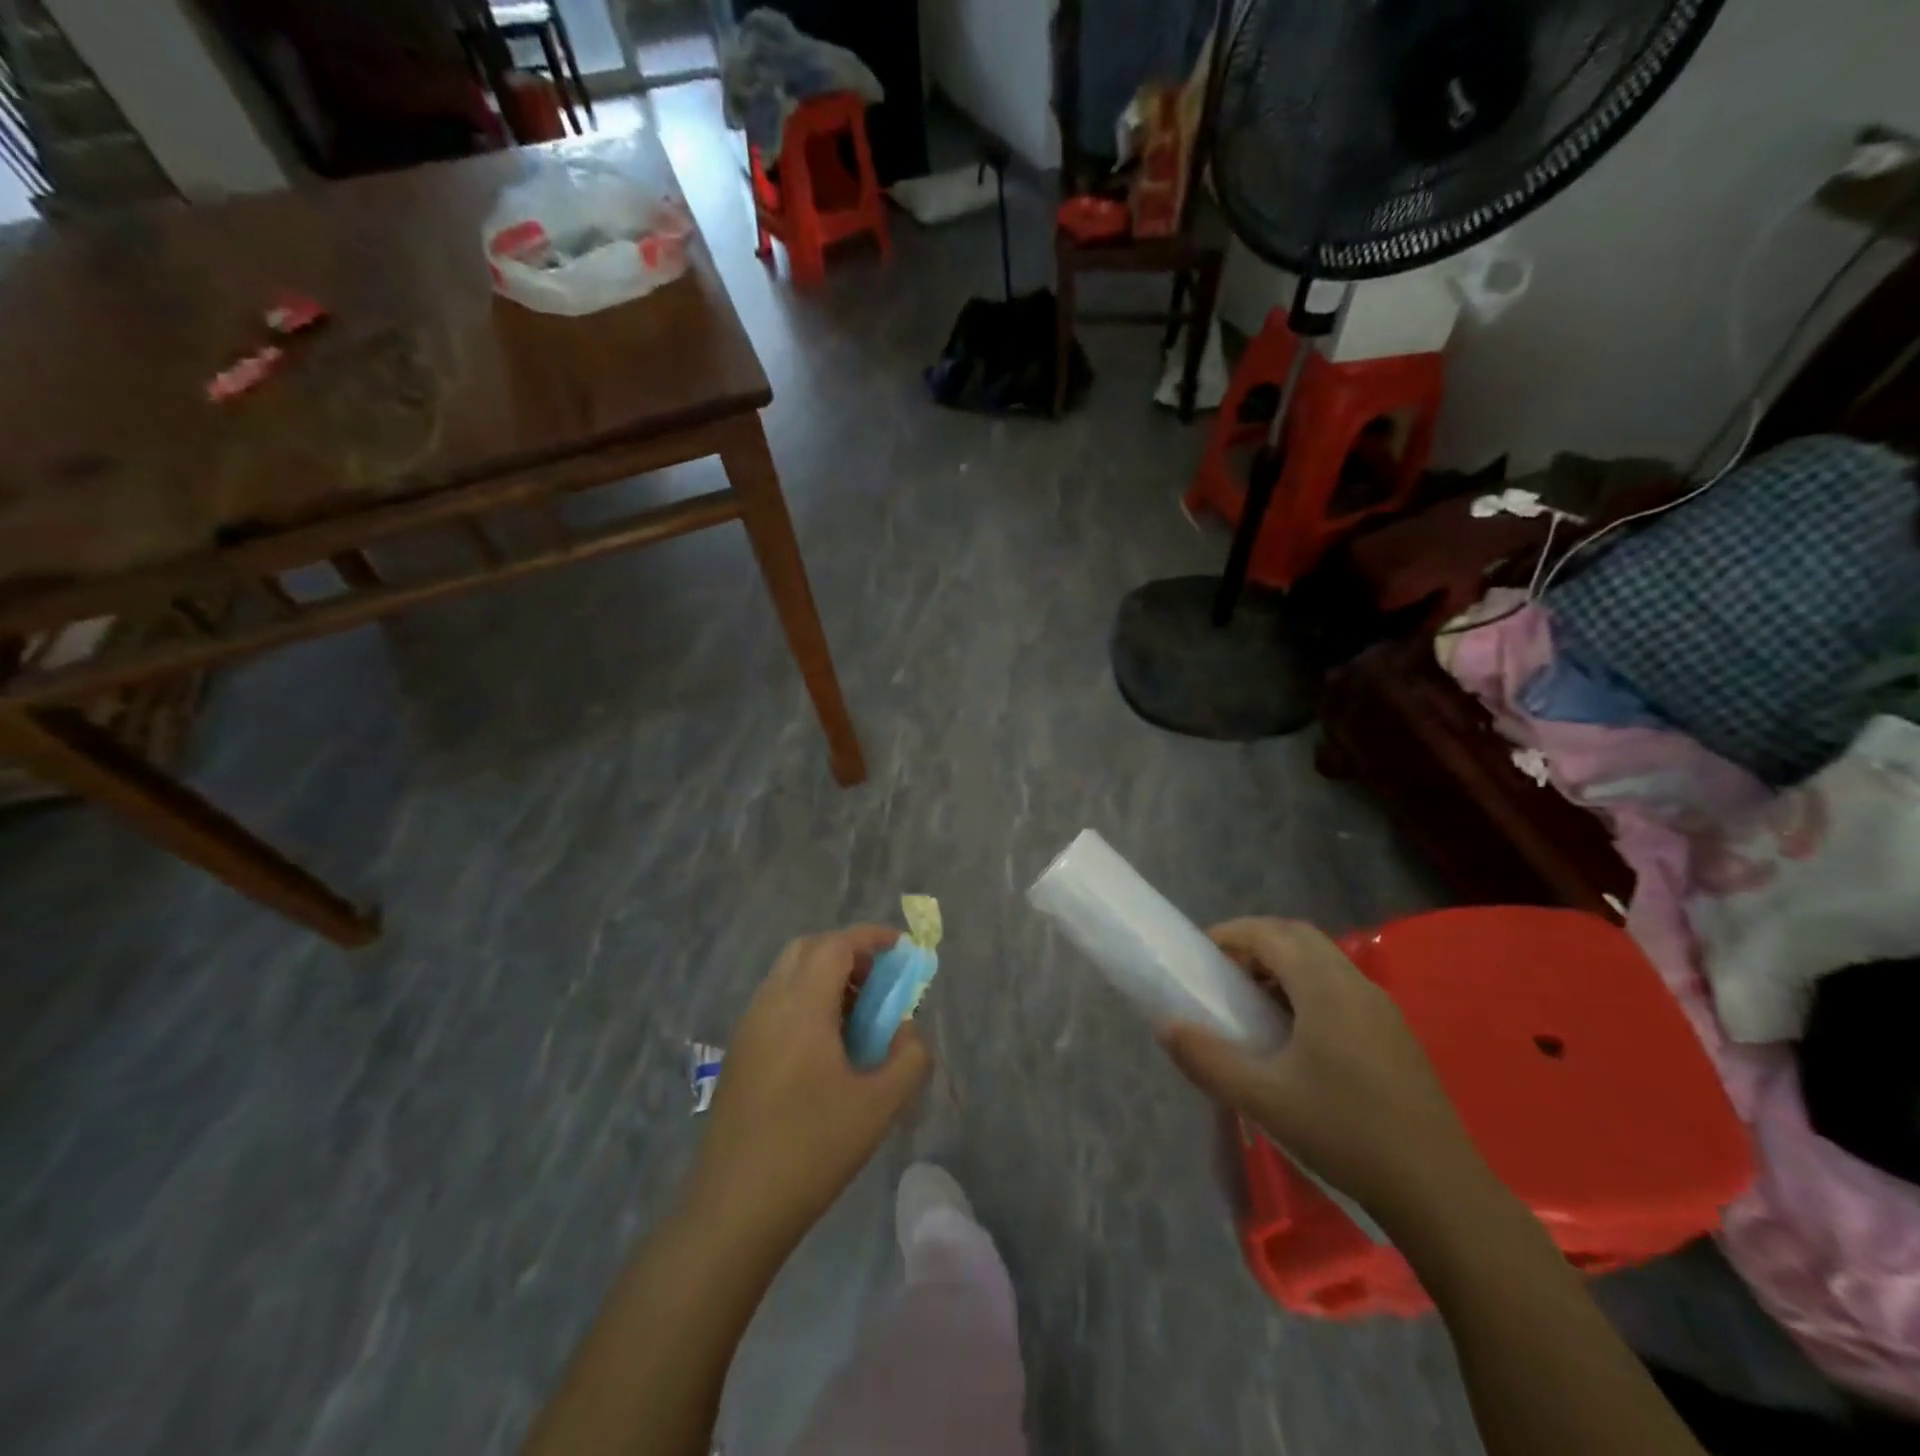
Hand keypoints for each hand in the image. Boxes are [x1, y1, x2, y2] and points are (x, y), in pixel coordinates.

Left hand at [683, 926, 931, 1249]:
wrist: (733, 1209)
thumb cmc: (811, 1148)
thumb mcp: (879, 1105)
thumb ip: (909, 1057)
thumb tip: (908, 1032)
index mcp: (801, 1005)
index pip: (836, 945)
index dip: (871, 937)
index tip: (902, 948)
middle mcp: (769, 1004)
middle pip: (808, 950)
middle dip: (847, 952)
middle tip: (880, 982)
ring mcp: (748, 1029)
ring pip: (789, 976)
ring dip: (825, 978)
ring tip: (859, 1017)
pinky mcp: (740, 1055)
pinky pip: (777, 1004)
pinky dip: (807, 1001)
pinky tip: (827, 1047)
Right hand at [1160, 918, 1485, 1223]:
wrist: (1439, 1193)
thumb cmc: (1345, 1134)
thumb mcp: (1263, 1099)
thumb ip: (1207, 1059)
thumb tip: (1166, 1026)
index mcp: (1325, 988)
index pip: (1272, 934)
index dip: (1232, 934)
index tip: (1201, 954)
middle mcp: (1356, 985)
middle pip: (1299, 938)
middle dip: (1257, 944)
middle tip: (1224, 974)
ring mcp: (1382, 1010)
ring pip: (1324, 962)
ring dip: (1283, 966)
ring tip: (1253, 1003)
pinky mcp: (1394, 1035)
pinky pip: (1341, 988)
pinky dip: (1308, 989)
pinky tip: (1295, 1036)